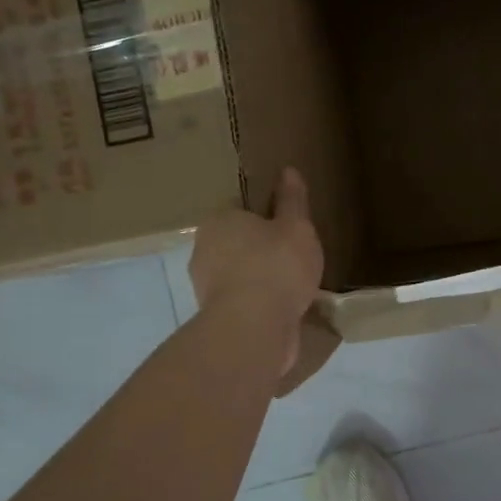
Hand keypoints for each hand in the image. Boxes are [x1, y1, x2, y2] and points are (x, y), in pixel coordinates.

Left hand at [189, 168, 323, 374]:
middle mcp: (203, 249)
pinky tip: (282, 308)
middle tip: (293, 255)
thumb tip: (288, 171)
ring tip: (292, 285)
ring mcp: (206, 286)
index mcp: (219, 220)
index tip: (287, 227)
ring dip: (259, 278)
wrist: (253, 329)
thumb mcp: (296, 227)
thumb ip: (292, 200)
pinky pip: (243, 301)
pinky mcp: (216, 317)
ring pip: (238, 273)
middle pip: (237, 242)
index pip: (240, 209)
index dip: (265, 216)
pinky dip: (259, 303)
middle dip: (260, 248)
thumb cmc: (276, 267)